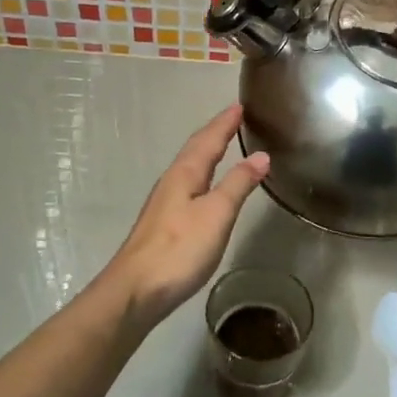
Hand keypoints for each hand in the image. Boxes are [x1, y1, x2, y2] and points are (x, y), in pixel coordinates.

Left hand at [100, 105, 269, 327]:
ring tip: (223, 144)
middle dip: (215, 132)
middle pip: (195, 149)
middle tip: (234, 118)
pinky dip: (202, 174)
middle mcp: (172, 181)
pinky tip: (205, 186)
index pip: (208, 139)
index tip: (240, 105)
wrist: (135, 291)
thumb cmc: (179, 249)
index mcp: (185, 174)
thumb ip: (238, 184)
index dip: (225, 122)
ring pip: (189, 167)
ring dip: (207, 152)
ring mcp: (164, 203)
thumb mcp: (217, 214)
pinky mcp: (163, 223)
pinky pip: (187, 184)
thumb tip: (261, 156)